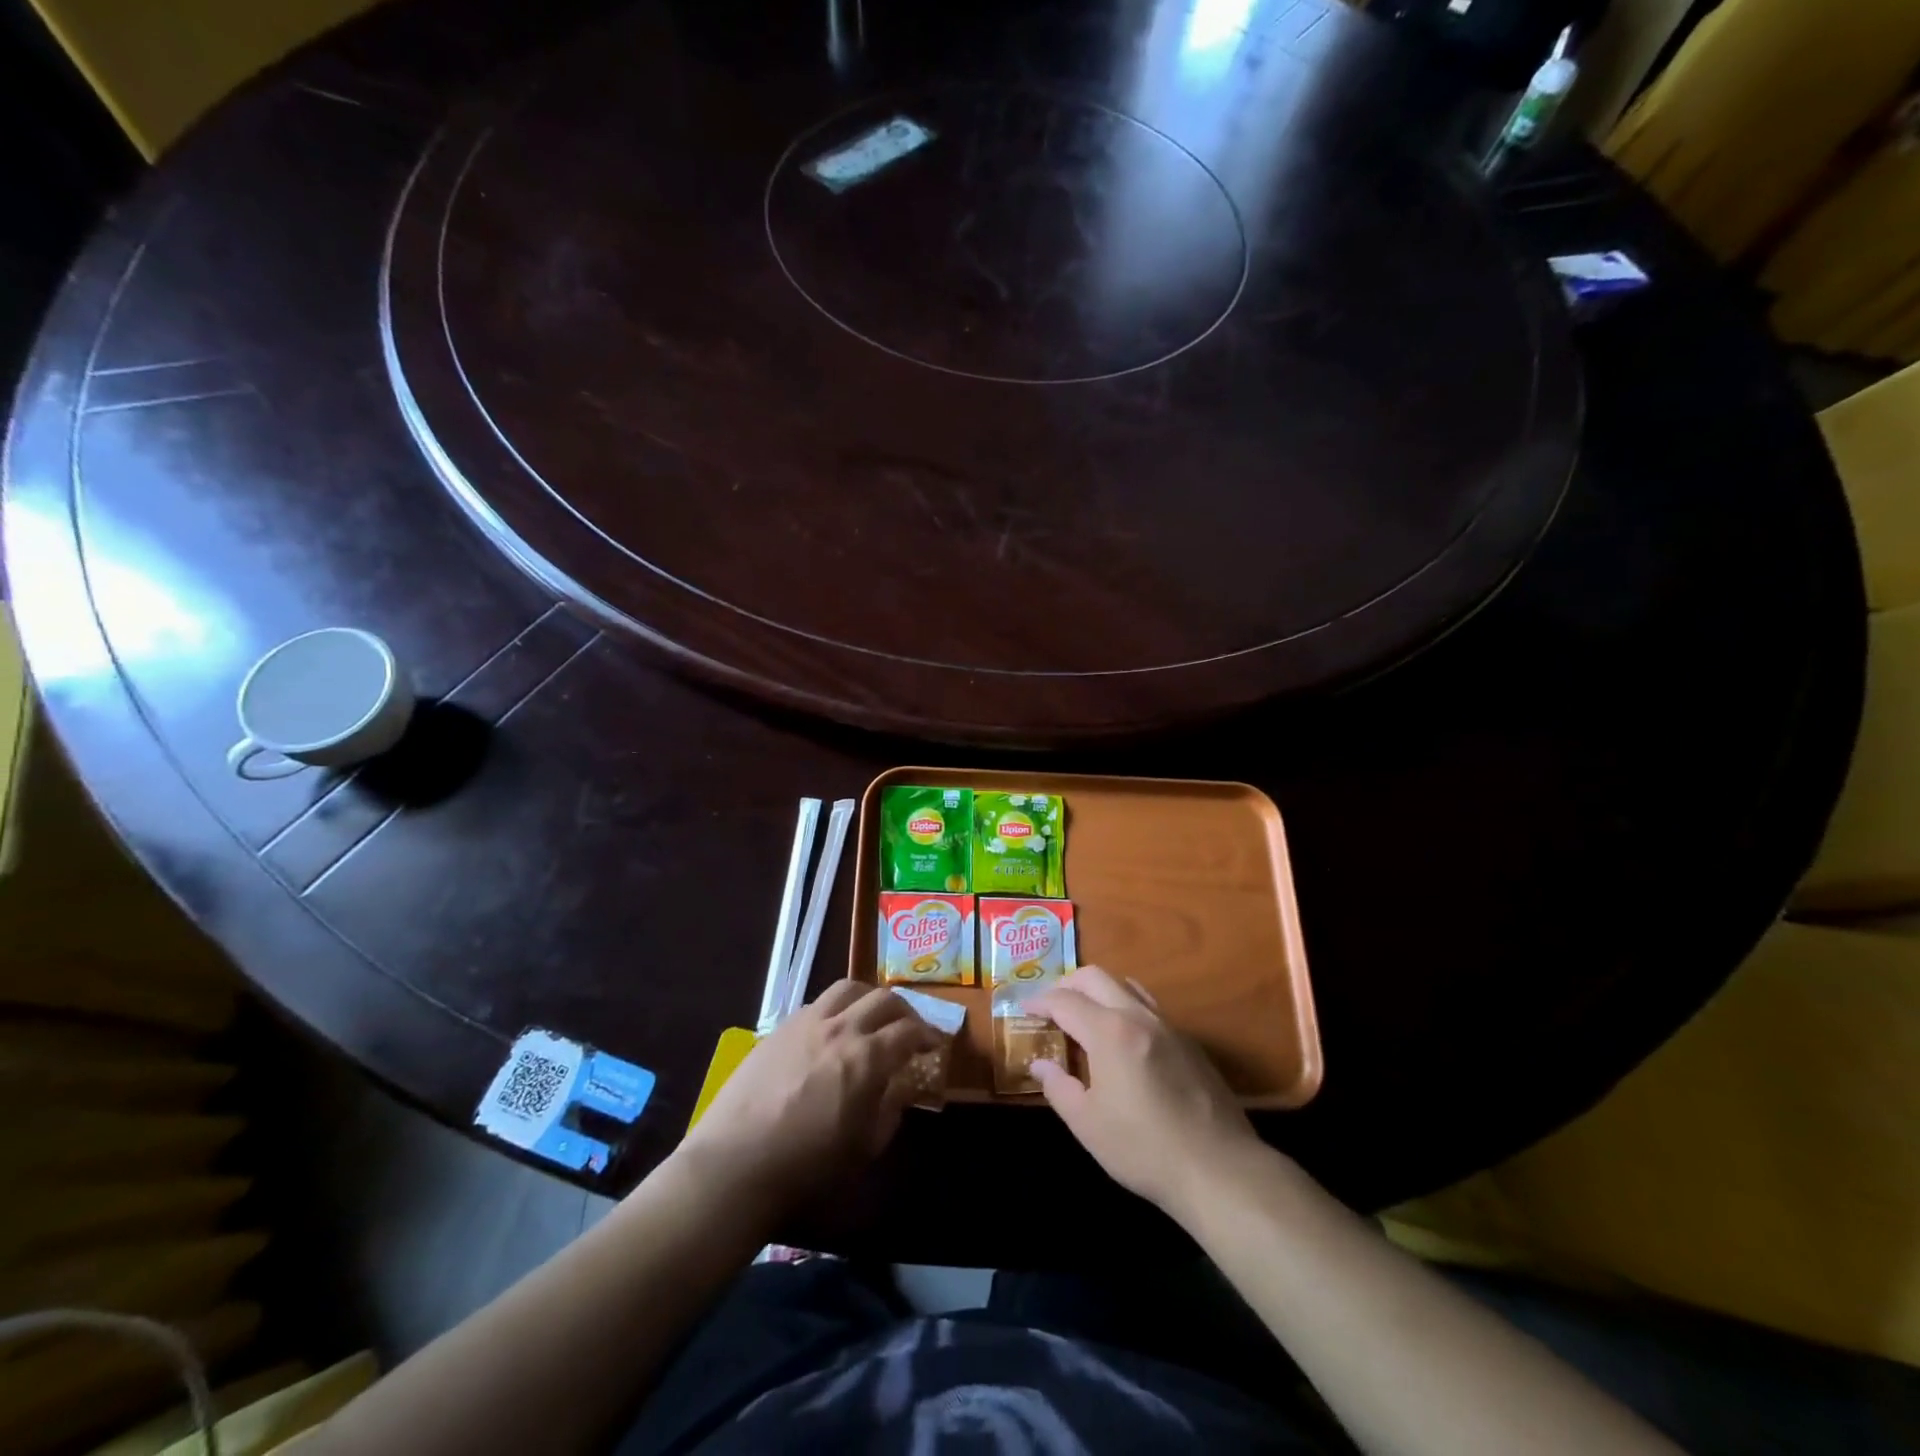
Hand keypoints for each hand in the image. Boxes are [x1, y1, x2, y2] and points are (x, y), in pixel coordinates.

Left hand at [675, 981, 938, 1217]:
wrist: (735, 1164)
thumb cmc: (806, 1167)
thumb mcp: (863, 1148)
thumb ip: (889, 1109)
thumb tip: (901, 1086)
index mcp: (867, 1057)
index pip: (908, 1031)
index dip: (928, 1034)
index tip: (934, 1044)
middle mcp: (841, 1028)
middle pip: (883, 999)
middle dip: (904, 1011)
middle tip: (909, 1029)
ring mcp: (807, 1022)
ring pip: (848, 988)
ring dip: (869, 997)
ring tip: (872, 1015)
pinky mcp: (780, 1027)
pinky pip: (818, 1003)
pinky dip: (837, 1008)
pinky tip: (833, 1030)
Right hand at [1029, 965, 1268, 1219]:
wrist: (1218, 1168)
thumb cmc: (1143, 1149)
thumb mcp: (1087, 1124)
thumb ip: (1059, 1086)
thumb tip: (1040, 1064)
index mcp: (1109, 1031)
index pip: (1065, 1001)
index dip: (1040, 1001)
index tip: (1024, 1008)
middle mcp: (1138, 1016)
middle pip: (1096, 977)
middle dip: (1067, 984)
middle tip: (1051, 1006)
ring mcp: (1168, 1026)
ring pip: (1127, 986)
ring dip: (1099, 990)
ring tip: (1085, 1014)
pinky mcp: (1189, 1042)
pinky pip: (1150, 1007)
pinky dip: (1126, 1007)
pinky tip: (1123, 1038)